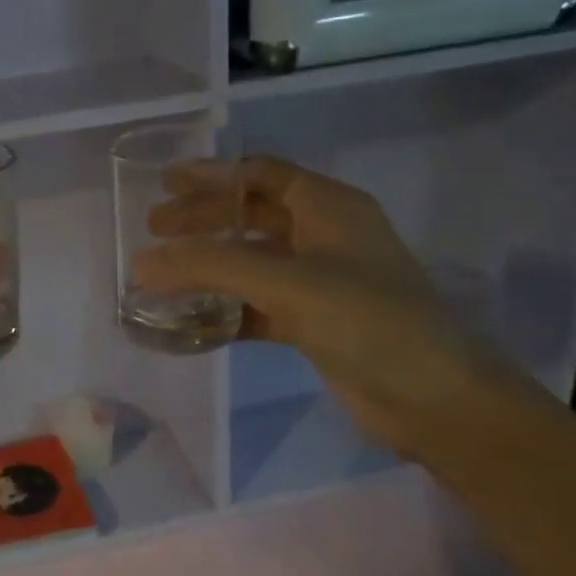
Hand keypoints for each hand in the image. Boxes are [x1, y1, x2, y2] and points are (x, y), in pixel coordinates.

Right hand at [136, 157, 527, 462]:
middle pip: (251, 215)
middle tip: (154, 228)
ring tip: (161, 273)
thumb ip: (211, 267)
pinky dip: (224, 307)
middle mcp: (325, 236)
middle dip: (202, 219)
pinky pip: (257, 304)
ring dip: (209, 265)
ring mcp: (321, 281)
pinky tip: (190, 318)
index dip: (213, 175)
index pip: (262, 174)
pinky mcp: (314, 322)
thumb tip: (141, 263)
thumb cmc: (368, 320)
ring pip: (251, 261)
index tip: (165, 183)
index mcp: (329, 207)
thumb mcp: (287, 283)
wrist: (435, 400)